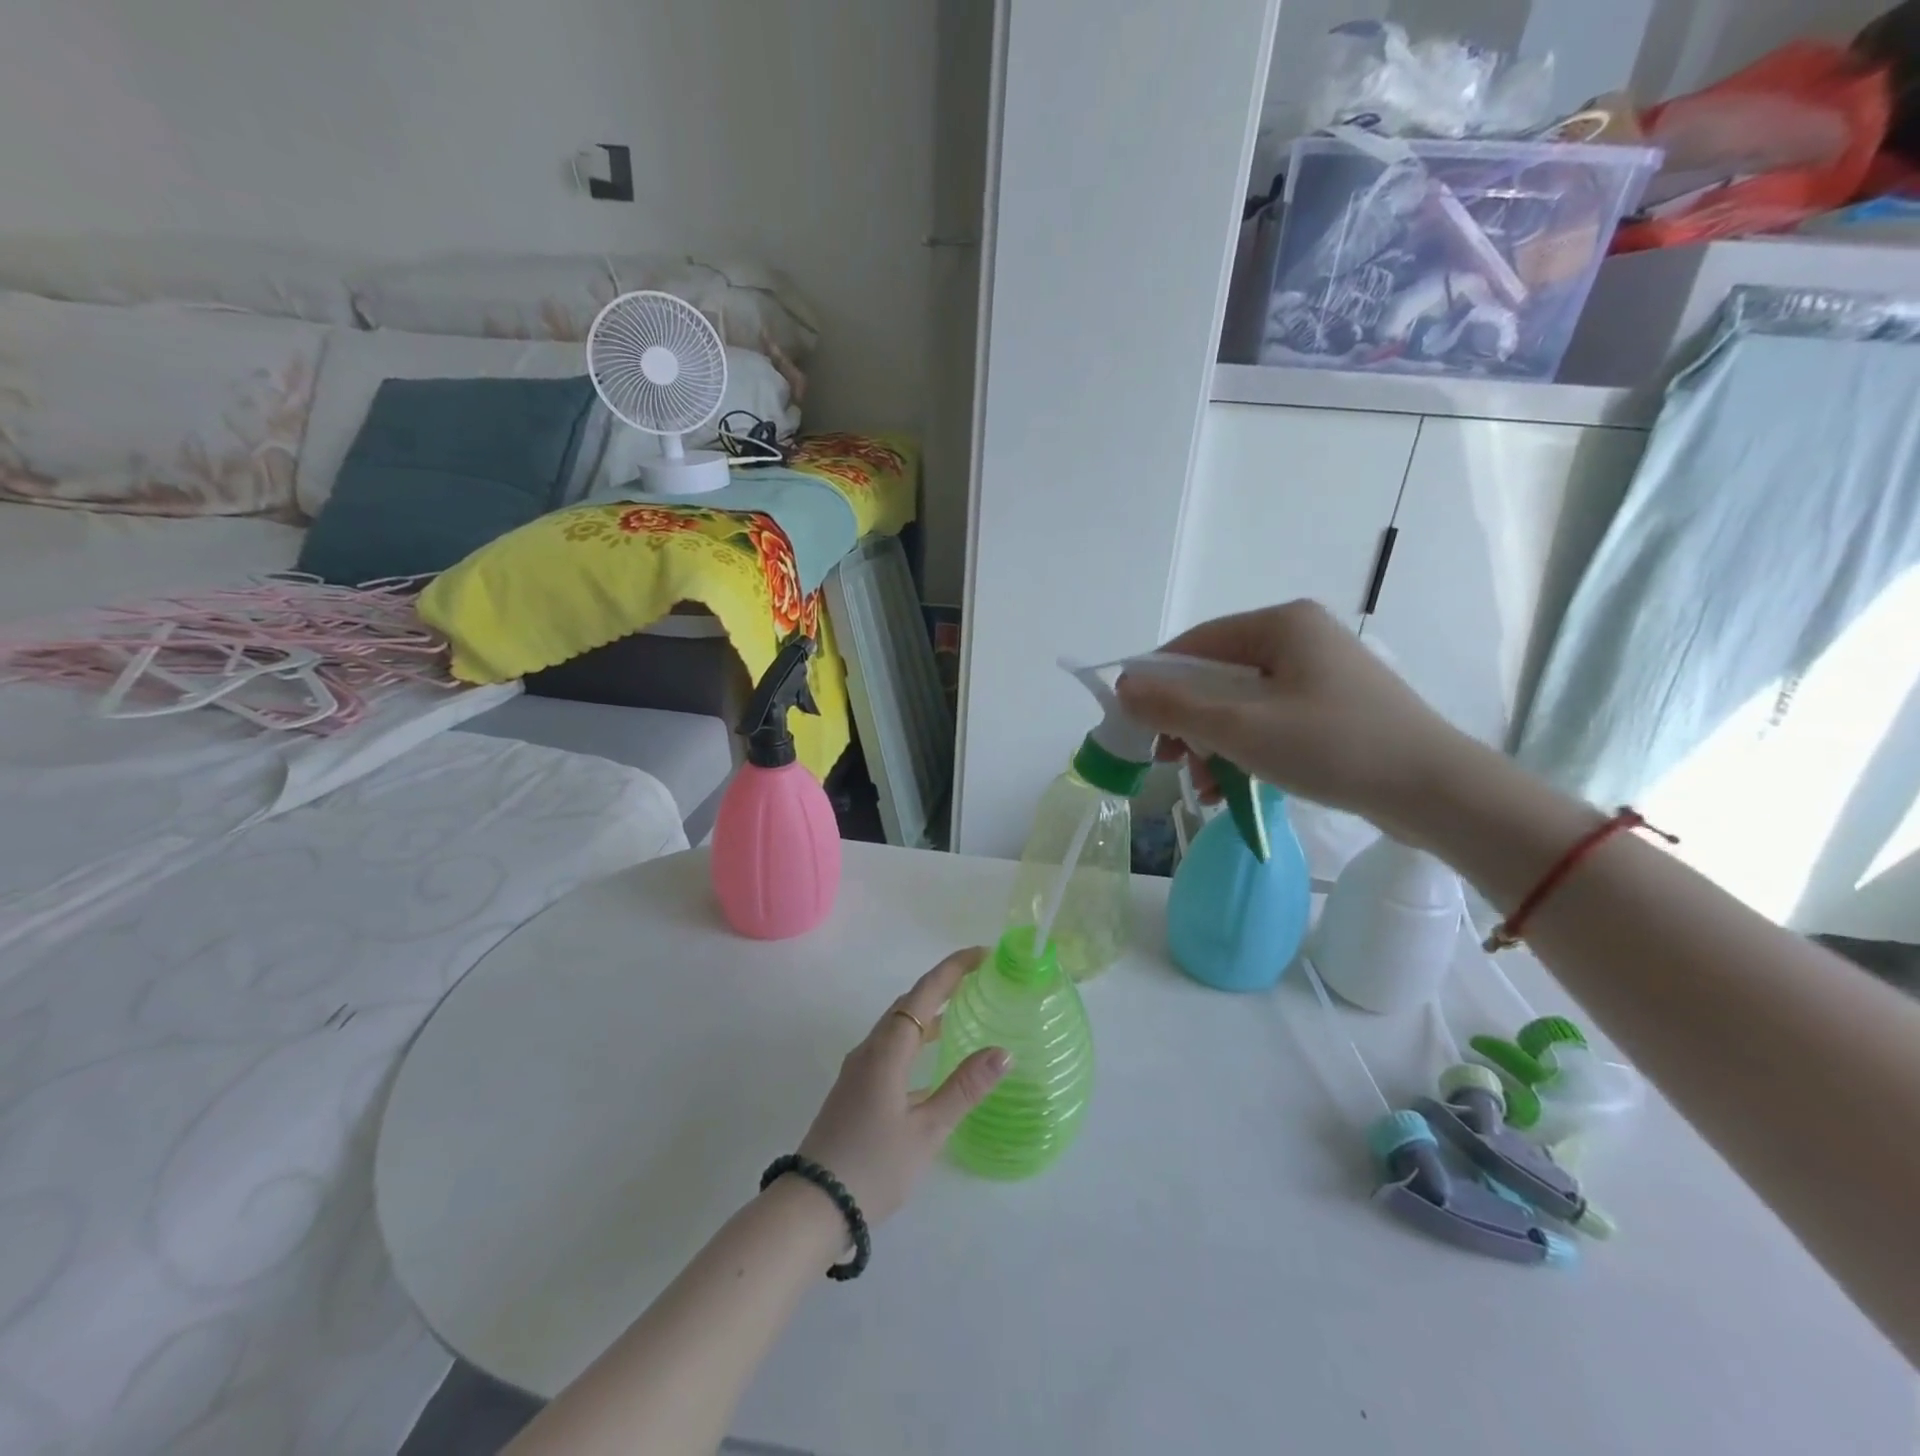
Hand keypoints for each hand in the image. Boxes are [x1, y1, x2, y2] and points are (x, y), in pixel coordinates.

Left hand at [795, 948, 1007, 1223]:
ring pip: (898, 1026)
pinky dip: (916, 1041)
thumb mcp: (927, 1130)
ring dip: (929, 1012)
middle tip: (980, 978)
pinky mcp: (855, 1089)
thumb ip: (964, 1088)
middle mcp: (870, 1049)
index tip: (983, 953)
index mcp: (887, 1050)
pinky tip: (934, 1063)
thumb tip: (1003, 1051)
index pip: (924, 993)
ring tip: (963, 1010)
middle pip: (909, 1003)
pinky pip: (891, 1048)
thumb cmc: (874, 1166)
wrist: (812, 1206)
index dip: (953, 969)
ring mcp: (859, 1069)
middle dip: (943, 985)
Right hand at [1114, 601, 1468, 834]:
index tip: (1132, 723)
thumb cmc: (1332, 747)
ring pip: (1240, 704)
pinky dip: (1244, 751)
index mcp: (1280, 624)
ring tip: (1200, 786)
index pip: (1194, 644)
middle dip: (1186, 723)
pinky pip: (1269, 721)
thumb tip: (1122, 687)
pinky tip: (1229, 790)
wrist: (1436, 792)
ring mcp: (1319, 674)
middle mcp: (1299, 638)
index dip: (1155, 682)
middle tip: (1166, 761)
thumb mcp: (1241, 728)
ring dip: (1211, 744)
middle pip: (1216, 676)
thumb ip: (1175, 707)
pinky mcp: (1333, 708)